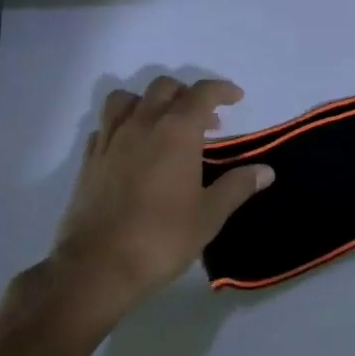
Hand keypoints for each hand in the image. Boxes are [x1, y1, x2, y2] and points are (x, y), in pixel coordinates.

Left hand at [46, 77, 273, 332]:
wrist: (97, 268)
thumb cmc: (162, 237)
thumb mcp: (210, 214)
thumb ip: (238, 186)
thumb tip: (266, 171)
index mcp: (177, 131)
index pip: (202, 93)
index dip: (222, 90)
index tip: (236, 98)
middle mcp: (142, 124)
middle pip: (164, 87)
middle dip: (187, 94)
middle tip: (204, 120)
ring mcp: (111, 140)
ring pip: (126, 99)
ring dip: (148, 102)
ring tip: (162, 124)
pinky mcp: (89, 161)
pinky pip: (105, 127)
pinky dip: (121, 126)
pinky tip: (132, 148)